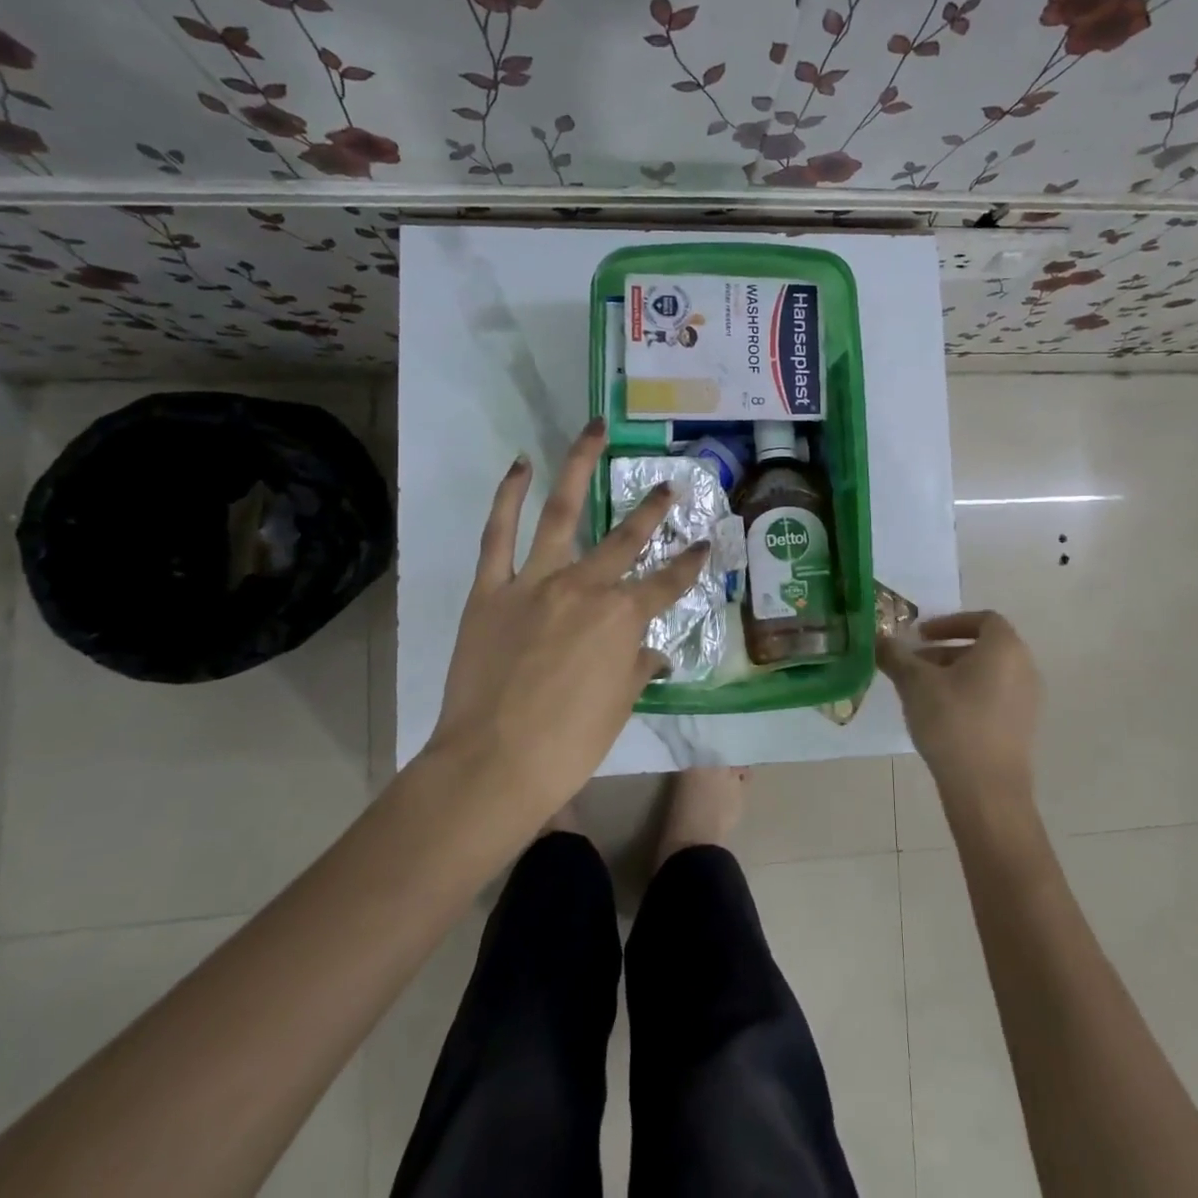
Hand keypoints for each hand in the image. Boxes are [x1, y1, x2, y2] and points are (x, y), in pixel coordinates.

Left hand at [425, 417, 708, 823]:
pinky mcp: (492, 589)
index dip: (691, 562)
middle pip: (627, 539)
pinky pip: (498, 534)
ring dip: (579, 467)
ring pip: (561, 513)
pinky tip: (520, 465)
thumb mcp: (618, 706)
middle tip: (669, 485)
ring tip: (594, 431)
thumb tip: (653, 653)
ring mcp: (535, 582)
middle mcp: (585, 587)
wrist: (492, 766)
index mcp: (623, 618)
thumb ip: (637, 668)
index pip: (669, 583)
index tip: (706, 543)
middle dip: (653, 510)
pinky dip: (507, 497)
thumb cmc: (567, 745)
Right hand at [877, 611, 1041, 809]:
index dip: (949, 623)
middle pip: (983, 647)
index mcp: (1005, 648)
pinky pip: (994, 697)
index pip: (982, 619)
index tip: (921, 636)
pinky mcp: (1023, 727)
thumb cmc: (952, 722)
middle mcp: (1024, 667)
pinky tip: (940, 716)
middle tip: (914, 664)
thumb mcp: (914, 683)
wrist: (986, 790)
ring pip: (988, 674)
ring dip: (954, 674)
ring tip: (921, 692)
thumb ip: (895, 655)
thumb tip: (877, 638)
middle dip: (945, 651)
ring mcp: (1028, 700)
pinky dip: (969, 695)